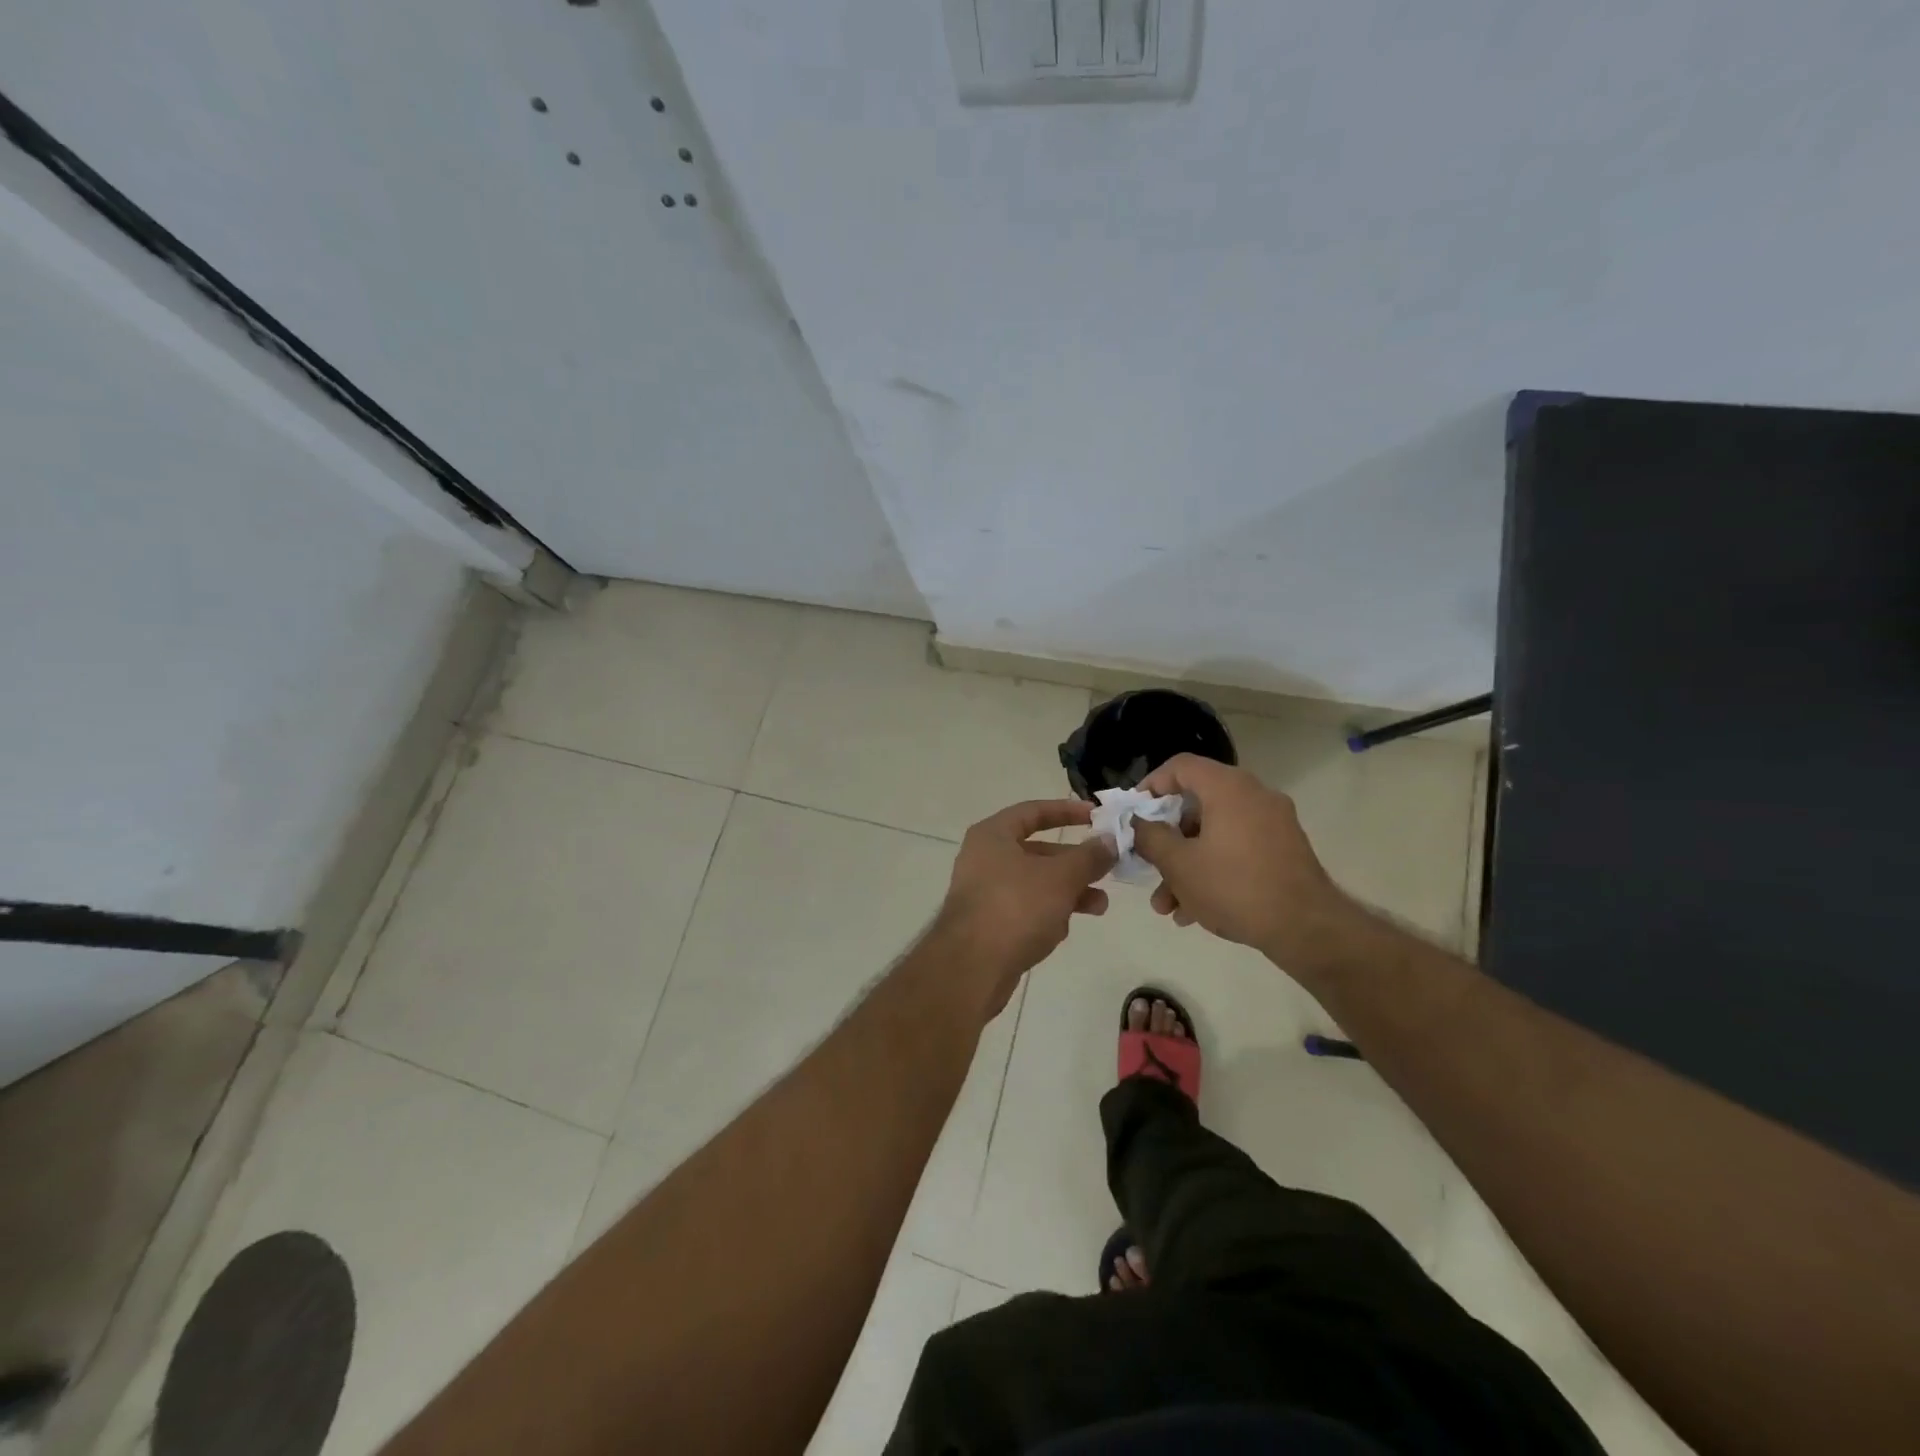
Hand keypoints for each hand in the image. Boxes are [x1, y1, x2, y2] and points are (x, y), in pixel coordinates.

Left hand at [937, 799, 1115, 1015]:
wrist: (971, 967)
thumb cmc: (1016, 907)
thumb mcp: (1060, 877)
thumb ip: (1088, 856)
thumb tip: (1109, 840)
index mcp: (993, 835)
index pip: (1033, 811)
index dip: (1067, 811)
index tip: (1097, 816)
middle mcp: (984, 859)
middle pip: (1037, 851)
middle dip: (1075, 862)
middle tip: (1107, 869)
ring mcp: (984, 893)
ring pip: (1035, 884)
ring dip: (1068, 892)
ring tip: (1099, 905)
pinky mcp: (989, 925)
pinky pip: (1025, 910)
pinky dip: (1047, 915)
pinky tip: (1063, 931)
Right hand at [1130, 754, 1347, 966]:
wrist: (1307, 929)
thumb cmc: (1234, 887)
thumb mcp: (1179, 864)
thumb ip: (1150, 837)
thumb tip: (1138, 823)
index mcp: (1228, 788)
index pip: (1181, 766)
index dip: (1151, 785)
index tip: (1134, 814)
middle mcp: (1254, 795)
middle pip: (1196, 805)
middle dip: (1167, 840)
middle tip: (1148, 864)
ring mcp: (1273, 823)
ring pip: (1215, 833)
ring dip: (1186, 864)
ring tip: (1167, 905)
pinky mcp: (1284, 850)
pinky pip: (1237, 849)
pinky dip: (1213, 869)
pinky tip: (1194, 911)